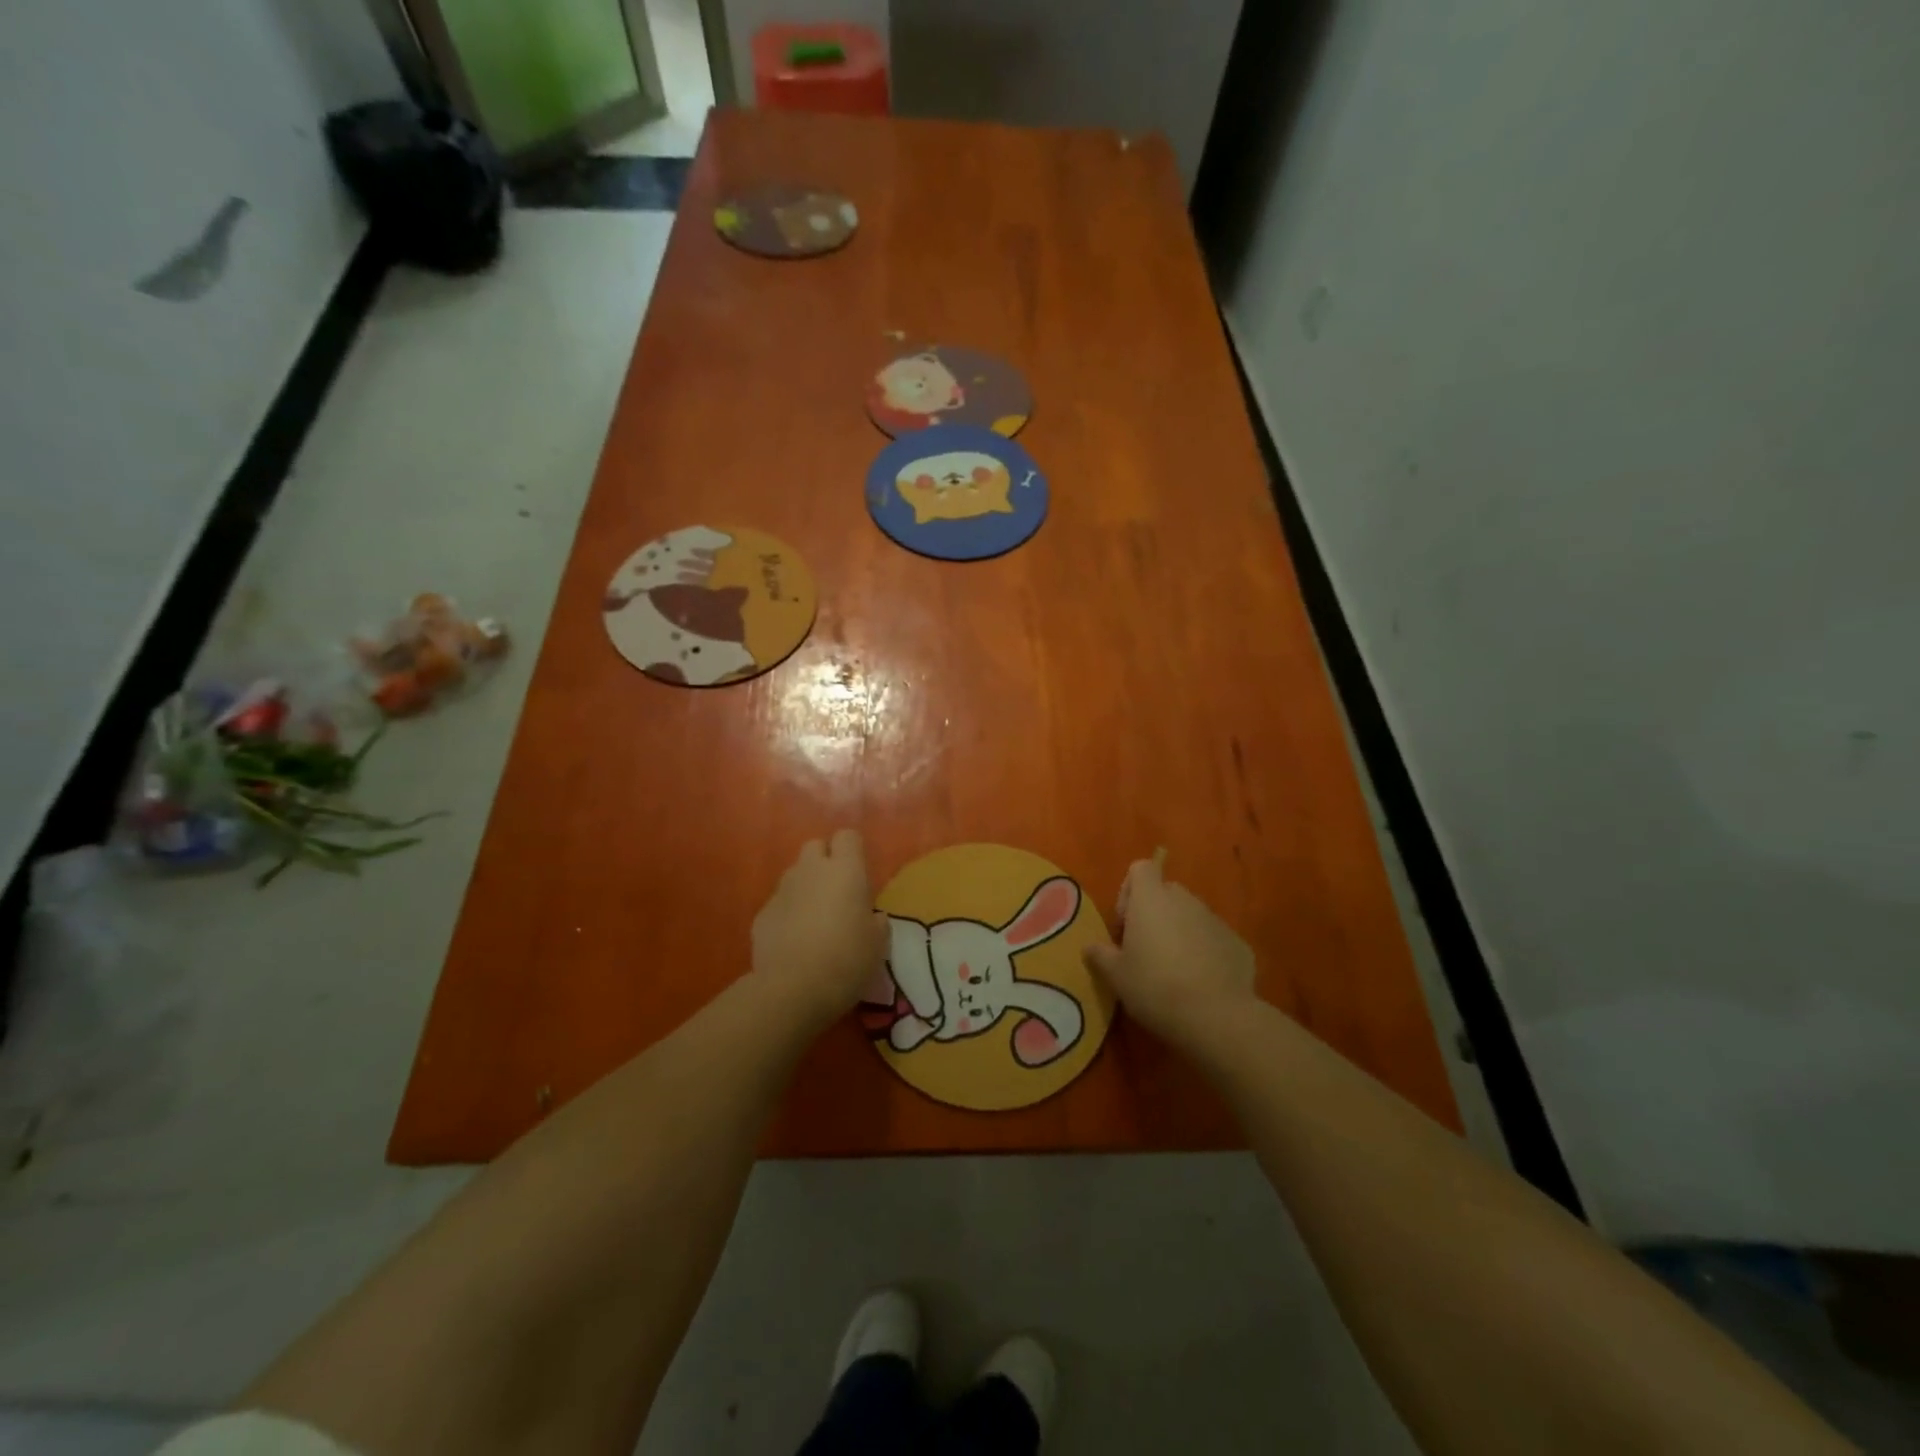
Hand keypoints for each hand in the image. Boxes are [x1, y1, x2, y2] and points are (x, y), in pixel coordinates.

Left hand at [752, 830, 888, 1033]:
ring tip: (815, 919)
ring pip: (795, 874)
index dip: (853, 850)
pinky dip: (788, 914)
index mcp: (845, 870)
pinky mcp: (761, 914)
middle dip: (825, 862)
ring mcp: (782, 890)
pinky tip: (794, 941)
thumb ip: (876, 922)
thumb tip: (872, 917)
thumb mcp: (878, 943)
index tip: (860, 874)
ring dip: (806, 887)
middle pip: (815, 846)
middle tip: (837, 892)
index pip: (848, 836)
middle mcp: (811, 870)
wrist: (792, 989)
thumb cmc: (846, 960)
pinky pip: (779, 903)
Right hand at [1082, 858, 1256, 1049]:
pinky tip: (1201, 984)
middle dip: (1154, 913)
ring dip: (1180, 932)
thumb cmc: (1155, 987)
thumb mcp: (1116, 976)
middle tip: (1145, 949)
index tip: (1125, 923)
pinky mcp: (1238, 944)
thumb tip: (1090, 947)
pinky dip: (1205, 952)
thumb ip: (1100, 955)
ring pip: (1191, 916)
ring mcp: (1215, 920)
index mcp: (1151, 899)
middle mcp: (1185, 900)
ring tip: (1173, 971)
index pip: (1141, 868)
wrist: (1217, 1017)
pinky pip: (1214, 939)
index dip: (1129, 890)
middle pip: (1166, 892)